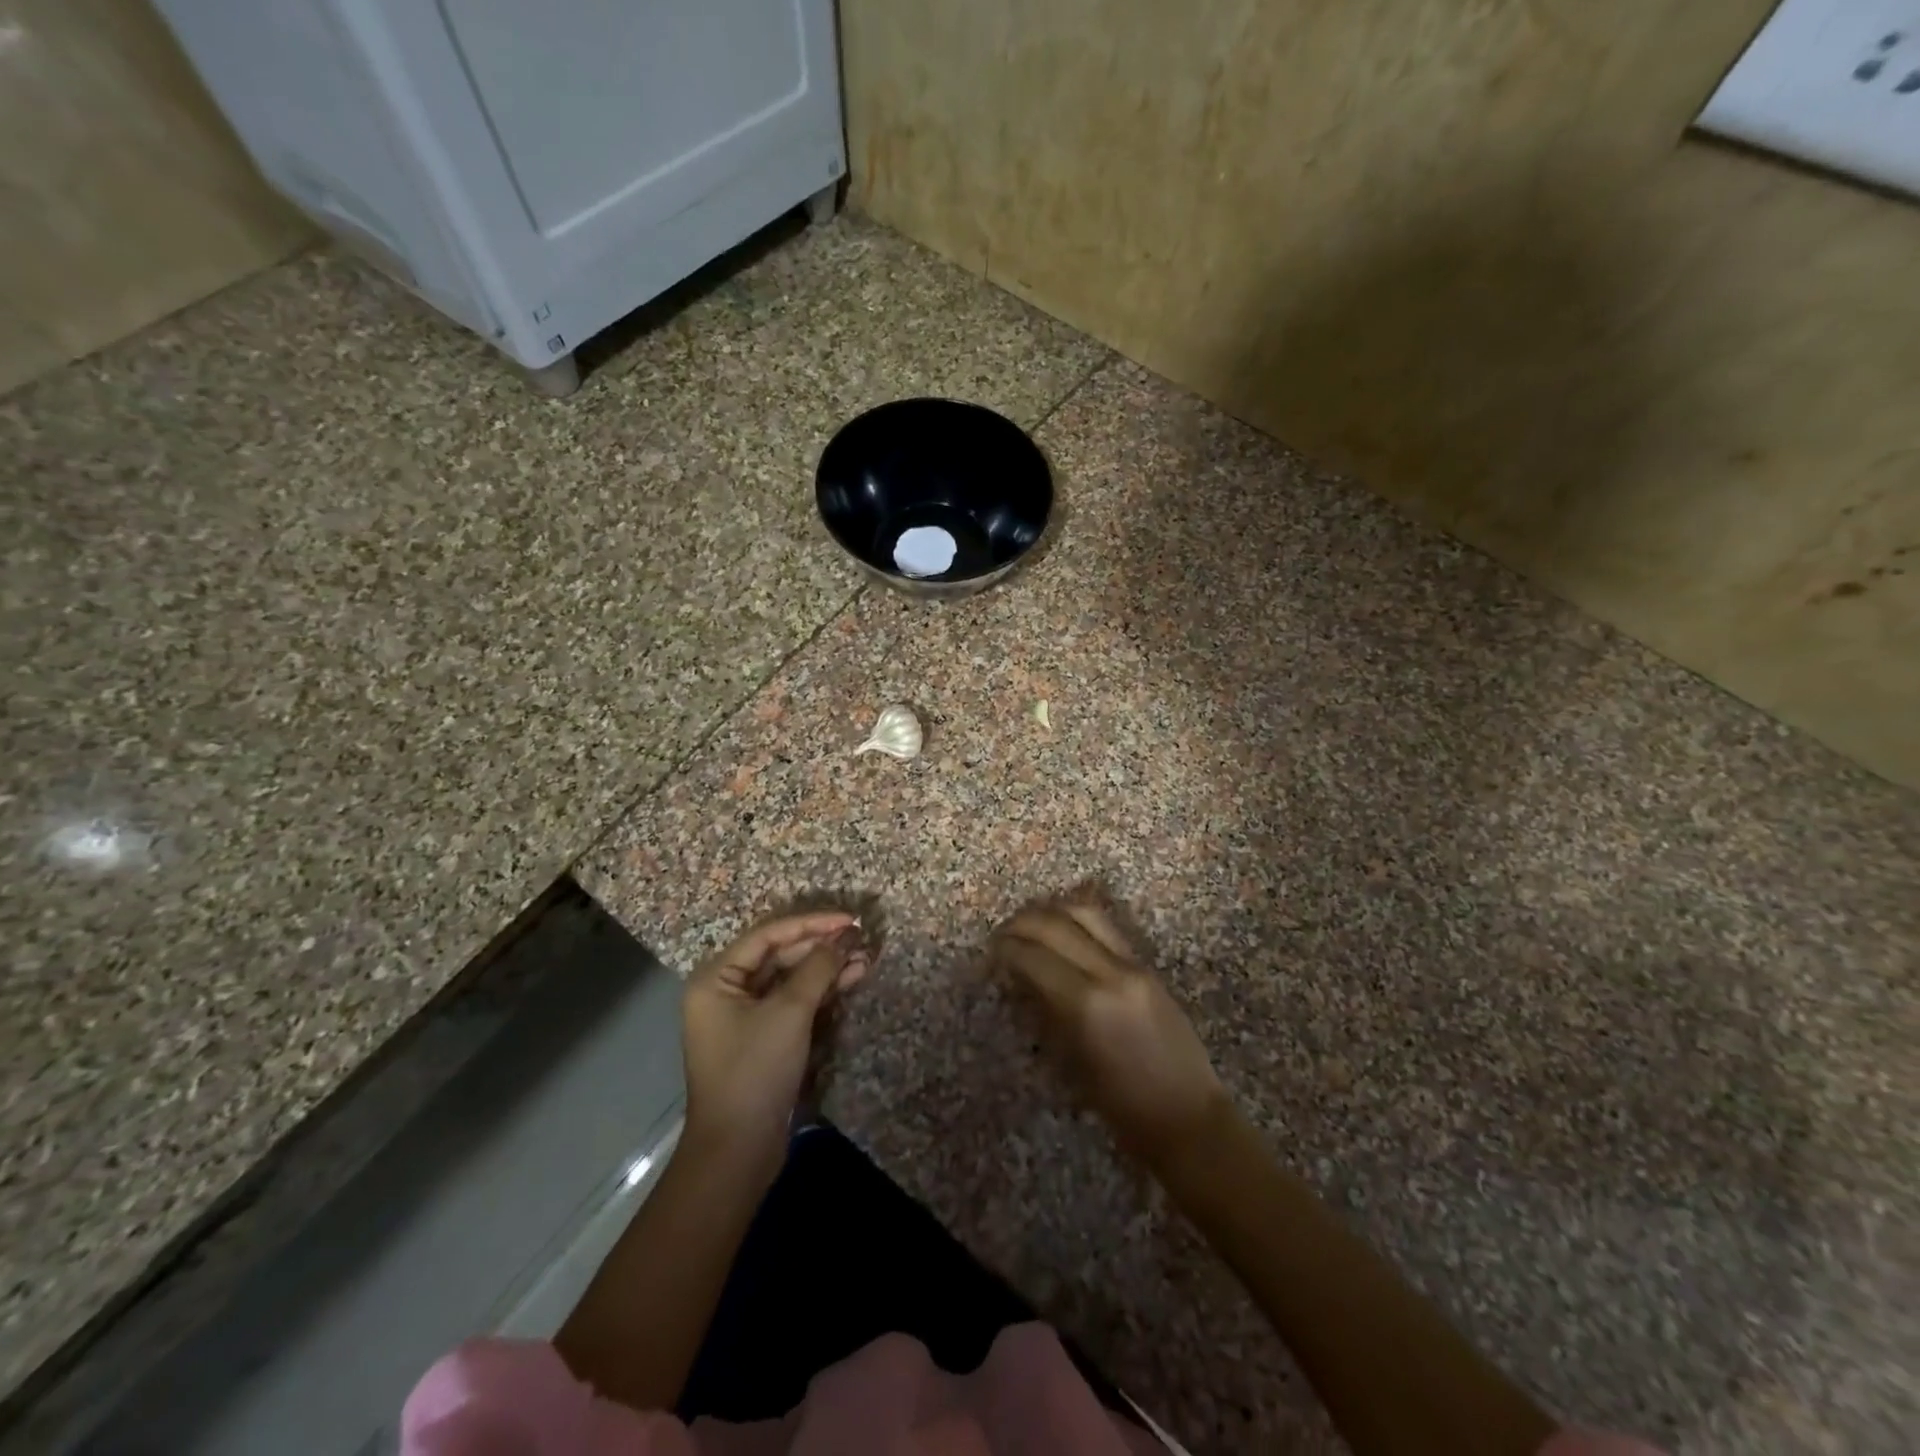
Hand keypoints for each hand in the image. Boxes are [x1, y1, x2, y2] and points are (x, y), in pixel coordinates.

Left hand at [681, 911, 868, 1171]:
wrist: (738, 1150)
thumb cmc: (755, 1070)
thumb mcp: (789, 1012)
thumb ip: (818, 967)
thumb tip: (845, 937)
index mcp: (717, 978)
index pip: (769, 935)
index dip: (812, 923)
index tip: (849, 919)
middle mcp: (726, 990)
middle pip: (780, 955)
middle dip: (822, 946)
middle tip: (861, 938)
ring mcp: (745, 1016)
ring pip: (791, 978)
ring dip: (826, 968)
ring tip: (865, 957)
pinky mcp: (764, 1037)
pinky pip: (793, 1002)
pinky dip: (821, 991)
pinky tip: (852, 979)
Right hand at [992, 899, 1229, 1168]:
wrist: (1189, 1119)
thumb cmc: (1122, 1108)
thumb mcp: (1070, 1065)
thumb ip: (1044, 1013)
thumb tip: (1018, 980)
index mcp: (1086, 1004)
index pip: (1033, 957)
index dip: (1006, 950)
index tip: (990, 954)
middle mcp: (1110, 973)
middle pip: (1056, 924)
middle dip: (1022, 923)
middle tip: (1001, 934)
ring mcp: (1133, 965)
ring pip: (1085, 913)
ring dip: (1051, 911)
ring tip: (1029, 923)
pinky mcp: (1147, 967)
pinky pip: (1106, 928)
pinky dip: (1077, 920)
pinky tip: (1062, 929)